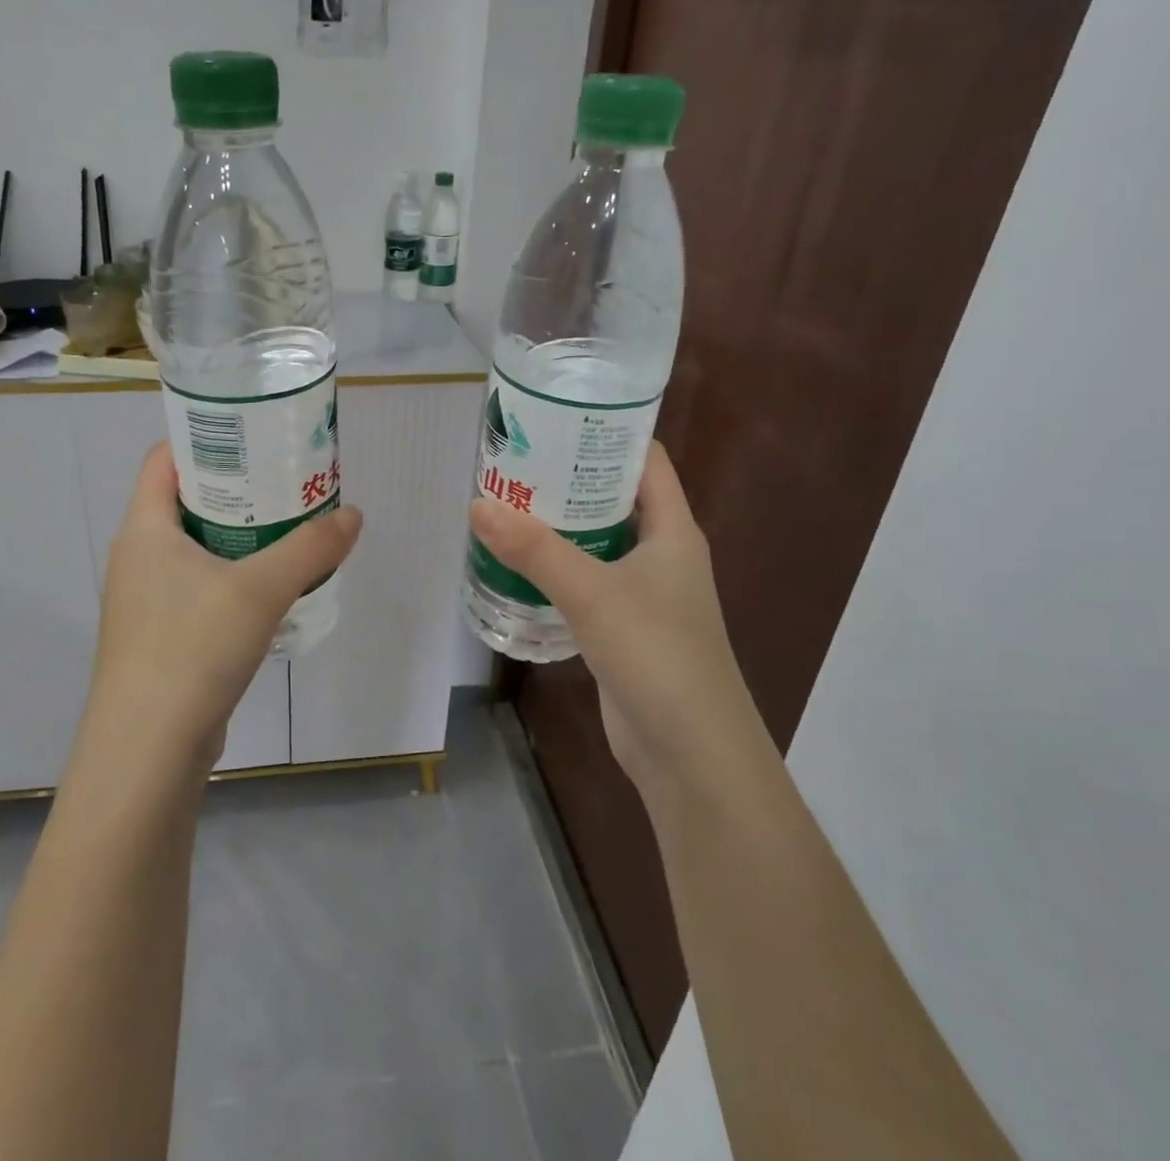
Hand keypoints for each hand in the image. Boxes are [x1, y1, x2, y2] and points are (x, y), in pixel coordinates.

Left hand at [82, 443, 362, 776]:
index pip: (163, 459)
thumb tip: (353, 515)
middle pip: (185, 500)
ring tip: (288, 530)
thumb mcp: (260, 590)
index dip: (205, 439)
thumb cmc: (192, 648)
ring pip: (195, 548)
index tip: (255, 437)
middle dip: (237, 488)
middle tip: (287, 482)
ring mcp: (145, 600)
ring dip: (238, 537)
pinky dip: (232, 578)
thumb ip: (311, 548)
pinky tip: (271, 590)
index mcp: (145, 529)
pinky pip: (199, 588)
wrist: (147, 752)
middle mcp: (137, 557)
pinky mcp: (160, 637)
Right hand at [469, 442, 764, 797]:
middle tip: (515, 459)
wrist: (691, 755)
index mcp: (673, 530)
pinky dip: (557, 569)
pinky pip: (587, 583)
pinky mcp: (624, 629)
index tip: (558, 416)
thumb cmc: (657, 655)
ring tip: (507, 503)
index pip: (647, 460)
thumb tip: (478, 504)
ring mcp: (645, 594)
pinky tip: (518, 565)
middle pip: (616, 498)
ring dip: (559, 526)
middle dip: (570, 478)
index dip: (610, 432)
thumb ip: (535, 549)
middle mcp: (663, 555)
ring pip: (598, 542)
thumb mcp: (592, 592)